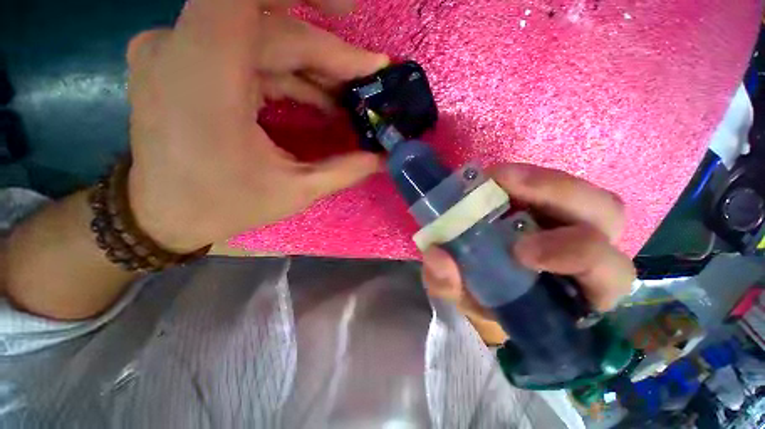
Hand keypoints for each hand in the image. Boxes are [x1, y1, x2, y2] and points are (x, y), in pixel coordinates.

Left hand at [125, 0, 387, 252]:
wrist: (162, 214)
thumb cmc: (224, 206)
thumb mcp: (294, 191)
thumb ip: (344, 170)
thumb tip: (381, 158)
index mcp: (205, 77)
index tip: (352, 19)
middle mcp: (181, 47)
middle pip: (271, 25)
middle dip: (327, 52)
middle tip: (367, 77)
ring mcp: (177, 50)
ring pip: (261, 36)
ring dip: (311, 63)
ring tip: (347, 94)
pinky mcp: (184, 61)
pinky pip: (247, 51)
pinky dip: (288, 71)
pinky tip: (317, 97)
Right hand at [422, 163, 635, 343]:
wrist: (486, 282)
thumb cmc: (489, 299)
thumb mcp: (467, 300)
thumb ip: (450, 285)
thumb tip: (436, 257)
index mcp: (583, 291)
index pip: (607, 273)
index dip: (574, 255)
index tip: (519, 251)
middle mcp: (590, 251)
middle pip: (605, 214)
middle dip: (557, 195)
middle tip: (503, 187)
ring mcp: (572, 221)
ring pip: (582, 191)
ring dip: (538, 180)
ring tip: (494, 179)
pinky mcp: (549, 204)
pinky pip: (549, 183)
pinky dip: (522, 179)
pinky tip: (492, 182)